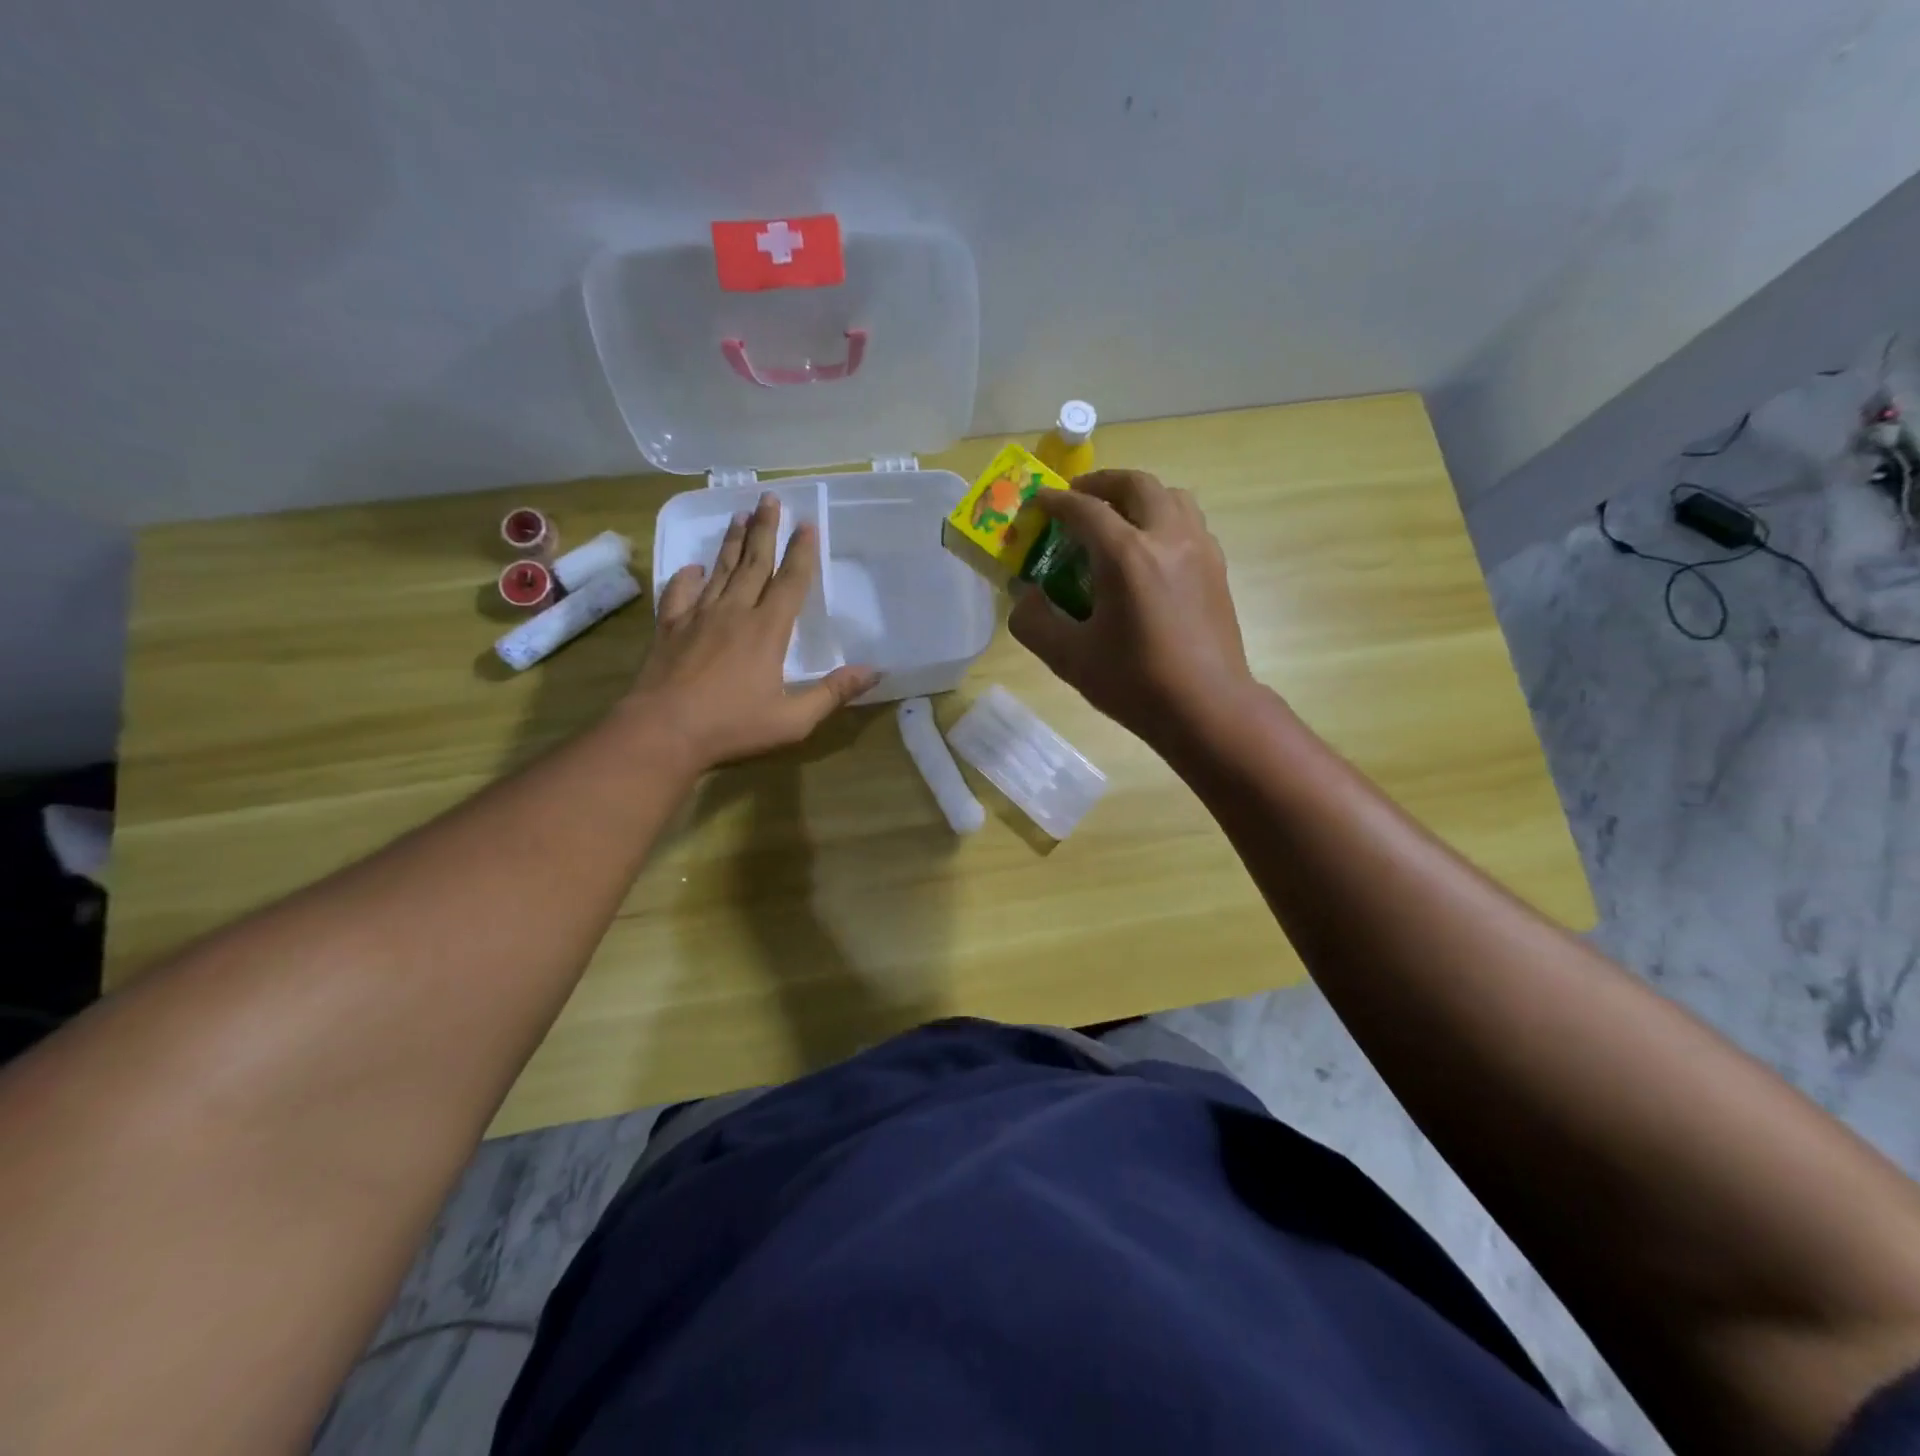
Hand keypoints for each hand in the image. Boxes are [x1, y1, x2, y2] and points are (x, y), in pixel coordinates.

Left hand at [624, 492, 877, 769]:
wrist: (663, 732)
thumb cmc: (733, 727)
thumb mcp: (794, 720)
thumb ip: (832, 693)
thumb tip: (874, 671)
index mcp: (768, 631)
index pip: (791, 582)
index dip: (801, 552)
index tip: (807, 524)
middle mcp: (734, 612)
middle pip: (754, 563)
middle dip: (765, 529)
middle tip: (769, 498)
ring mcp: (699, 617)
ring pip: (720, 570)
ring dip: (732, 542)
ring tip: (739, 515)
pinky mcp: (670, 628)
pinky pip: (680, 593)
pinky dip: (687, 577)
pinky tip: (693, 567)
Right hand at [1010, 470, 1253, 747]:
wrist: (1207, 709)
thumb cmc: (1135, 683)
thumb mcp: (1069, 658)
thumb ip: (1034, 622)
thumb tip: (1025, 597)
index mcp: (1126, 555)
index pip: (1084, 509)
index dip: (1055, 502)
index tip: (1037, 502)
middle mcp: (1167, 537)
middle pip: (1135, 485)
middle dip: (1101, 483)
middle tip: (1077, 498)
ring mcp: (1199, 549)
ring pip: (1170, 496)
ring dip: (1138, 496)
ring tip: (1116, 518)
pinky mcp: (1216, 568)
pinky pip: (1188, 522)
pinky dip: (1163, 518)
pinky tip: (1149, 551)